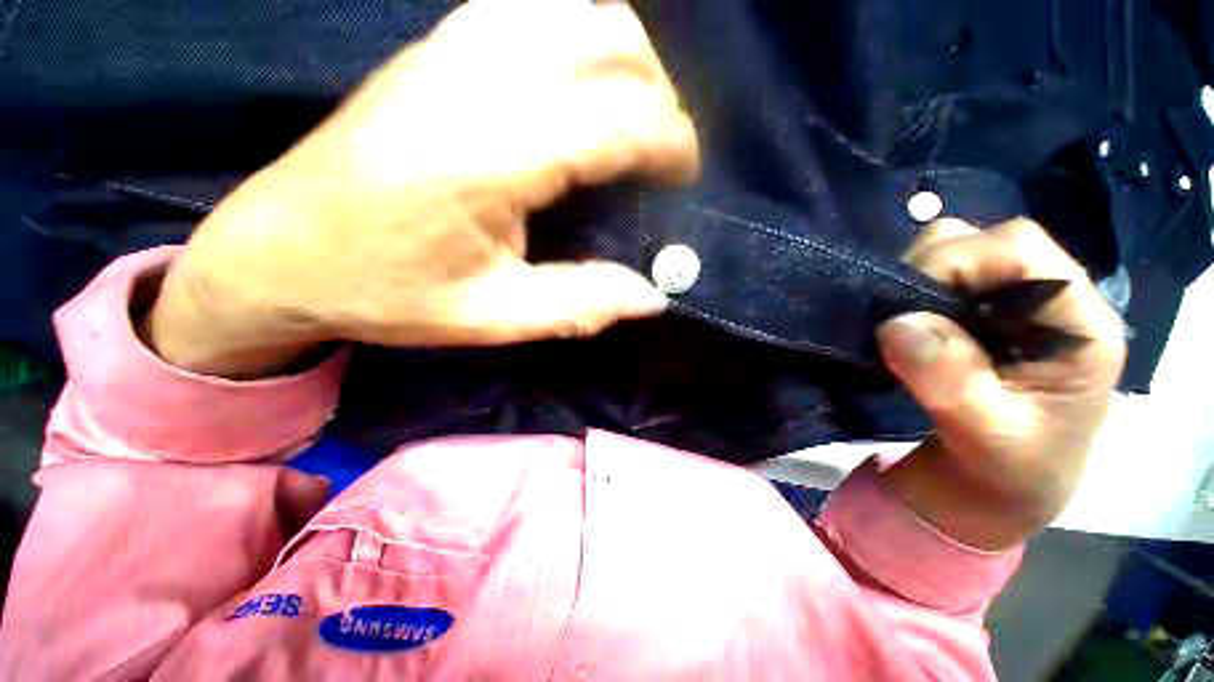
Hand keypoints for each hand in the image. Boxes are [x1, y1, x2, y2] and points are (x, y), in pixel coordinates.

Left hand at [145, 0, 698, 377]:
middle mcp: (477, 79)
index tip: (687, 177)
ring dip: (627, 60)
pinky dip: (582, 40)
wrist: (280, 254)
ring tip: (636, 120)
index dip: (672, 143)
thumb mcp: (494, 317)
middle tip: (665, 154)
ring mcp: (452, 48)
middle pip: (611, 43)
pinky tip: (582, 89)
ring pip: (578, 12)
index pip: (619, 118)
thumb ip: (581, 304)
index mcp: (490, 156)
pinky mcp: (436, 47)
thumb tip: (652, 296)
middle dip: (660, 95)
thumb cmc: (387, 293)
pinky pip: (535, 12)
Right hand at [877, 219, 1125, 549]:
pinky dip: (907, 293)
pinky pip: (934, 278)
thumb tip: (895, 324)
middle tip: (896, 317)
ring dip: (914, 281)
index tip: (904, 308)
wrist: (1001, 485)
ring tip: (901, 324)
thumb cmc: (1009, 470)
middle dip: (927, 270)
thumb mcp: (986, 437)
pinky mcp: (979, 314)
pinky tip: (904, 325)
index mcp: (1077, 324)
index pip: (1018, 249)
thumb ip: (950, 382)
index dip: (954, 263)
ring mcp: (1011, 304)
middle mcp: (1048, 299)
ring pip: (953, 252)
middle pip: (982, 241)